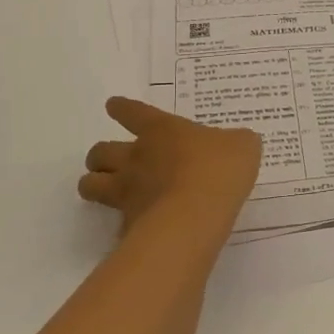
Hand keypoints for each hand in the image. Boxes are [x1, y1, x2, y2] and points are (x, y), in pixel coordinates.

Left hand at [79, 97, 262, 243]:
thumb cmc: (219, 168)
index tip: (114, 106)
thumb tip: (238, 143)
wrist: (197, 213)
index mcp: (161, 130)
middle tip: (110, 161)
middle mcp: (136, 157)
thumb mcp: (242, 146)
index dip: (122, 108)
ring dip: (93, 183)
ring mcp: (127, 191)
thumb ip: (236, 142)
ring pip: (91, 184)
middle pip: (100, 151)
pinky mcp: (128, 225)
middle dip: (99, 155)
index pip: (132, 112)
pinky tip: (133, 228)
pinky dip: (120, 223)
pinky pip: (115, 222)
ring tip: (103, 189)